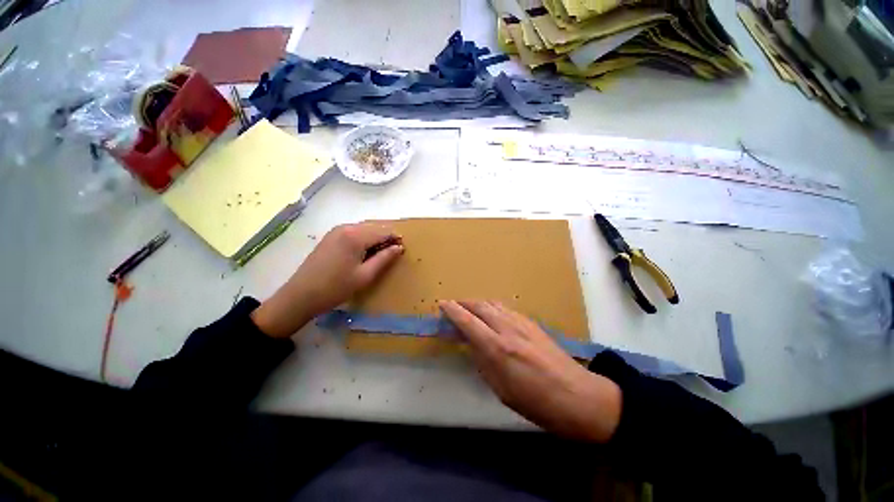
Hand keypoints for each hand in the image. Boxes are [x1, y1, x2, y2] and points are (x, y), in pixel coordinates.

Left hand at [252, 223, 403, 337]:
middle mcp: (346, 227)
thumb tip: (399, 247)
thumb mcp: (365, 275)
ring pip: (364, 228)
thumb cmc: (336, 287)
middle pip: (374, 227)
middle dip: (386, 237)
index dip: (395, 238)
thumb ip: (384, 258)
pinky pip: (354, 232)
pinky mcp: (330, 236)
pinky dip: (364, 239)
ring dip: (375, 238)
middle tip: (393, 253)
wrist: (301, 295)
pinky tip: (364, 252)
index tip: (403, 249)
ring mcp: (336, 230)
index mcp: (355, 236)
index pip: (383, 231)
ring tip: (380, 254)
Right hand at [439, 300, 621, 442]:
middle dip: (464, 303)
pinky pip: (506, 308)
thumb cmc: (536, 402)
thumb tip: (472, 344)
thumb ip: (483, 362)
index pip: (467, 321)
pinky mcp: (532, 323)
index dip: (452, 311)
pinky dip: (493, 307)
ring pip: (493, 303)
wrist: (578, 397)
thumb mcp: (501, 389)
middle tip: (453, 306)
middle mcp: (507, 328)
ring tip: (470, 309)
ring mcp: (522, 322)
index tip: (442, 304)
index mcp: (497, 348)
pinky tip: (492, 315)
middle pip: (480, 305)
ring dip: (478, 303)